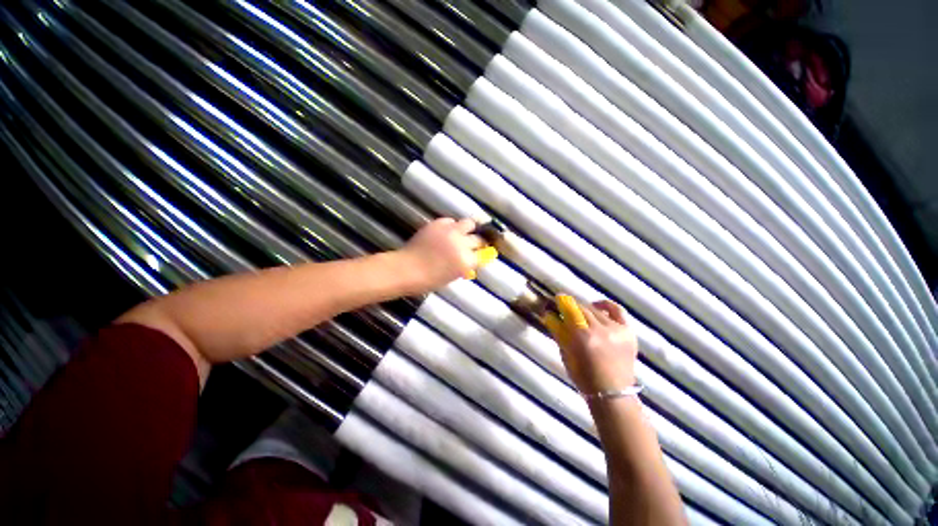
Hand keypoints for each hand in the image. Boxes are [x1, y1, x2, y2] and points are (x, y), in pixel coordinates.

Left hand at [398, 218, 494, 291]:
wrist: (406, 269)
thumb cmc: (429, 280)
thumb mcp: (452, 276)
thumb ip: (464, 266)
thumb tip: (471, 259)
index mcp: (466, 261)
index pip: (483, 255)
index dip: (482, 254)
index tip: (481, 254)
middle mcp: (462, 243)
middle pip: (479, 239)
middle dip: (478, 242)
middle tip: (475, 244)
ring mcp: (450, 231)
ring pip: (469, 223)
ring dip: (468, 229)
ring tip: (463, 233)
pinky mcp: (438, 224)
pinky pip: (451, 221)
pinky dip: (451, 226)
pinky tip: (446, 232)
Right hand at [544, 296, 637, 393]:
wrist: (613, 393)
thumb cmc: (584, 377)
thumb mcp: (566, 355)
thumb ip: (560, 333)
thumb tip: (552, 316)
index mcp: (583, 337)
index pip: (570, 310)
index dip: (562, 302)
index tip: (555, 298)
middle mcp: (601, 330)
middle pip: (582, 308)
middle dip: (571, 306)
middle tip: (565, 309)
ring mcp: (617, 330)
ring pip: (596, 310)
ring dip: (585, 309)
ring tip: (580, 313)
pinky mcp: (628, 332)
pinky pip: (616, 310)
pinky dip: (606, 305)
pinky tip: (597, 306)